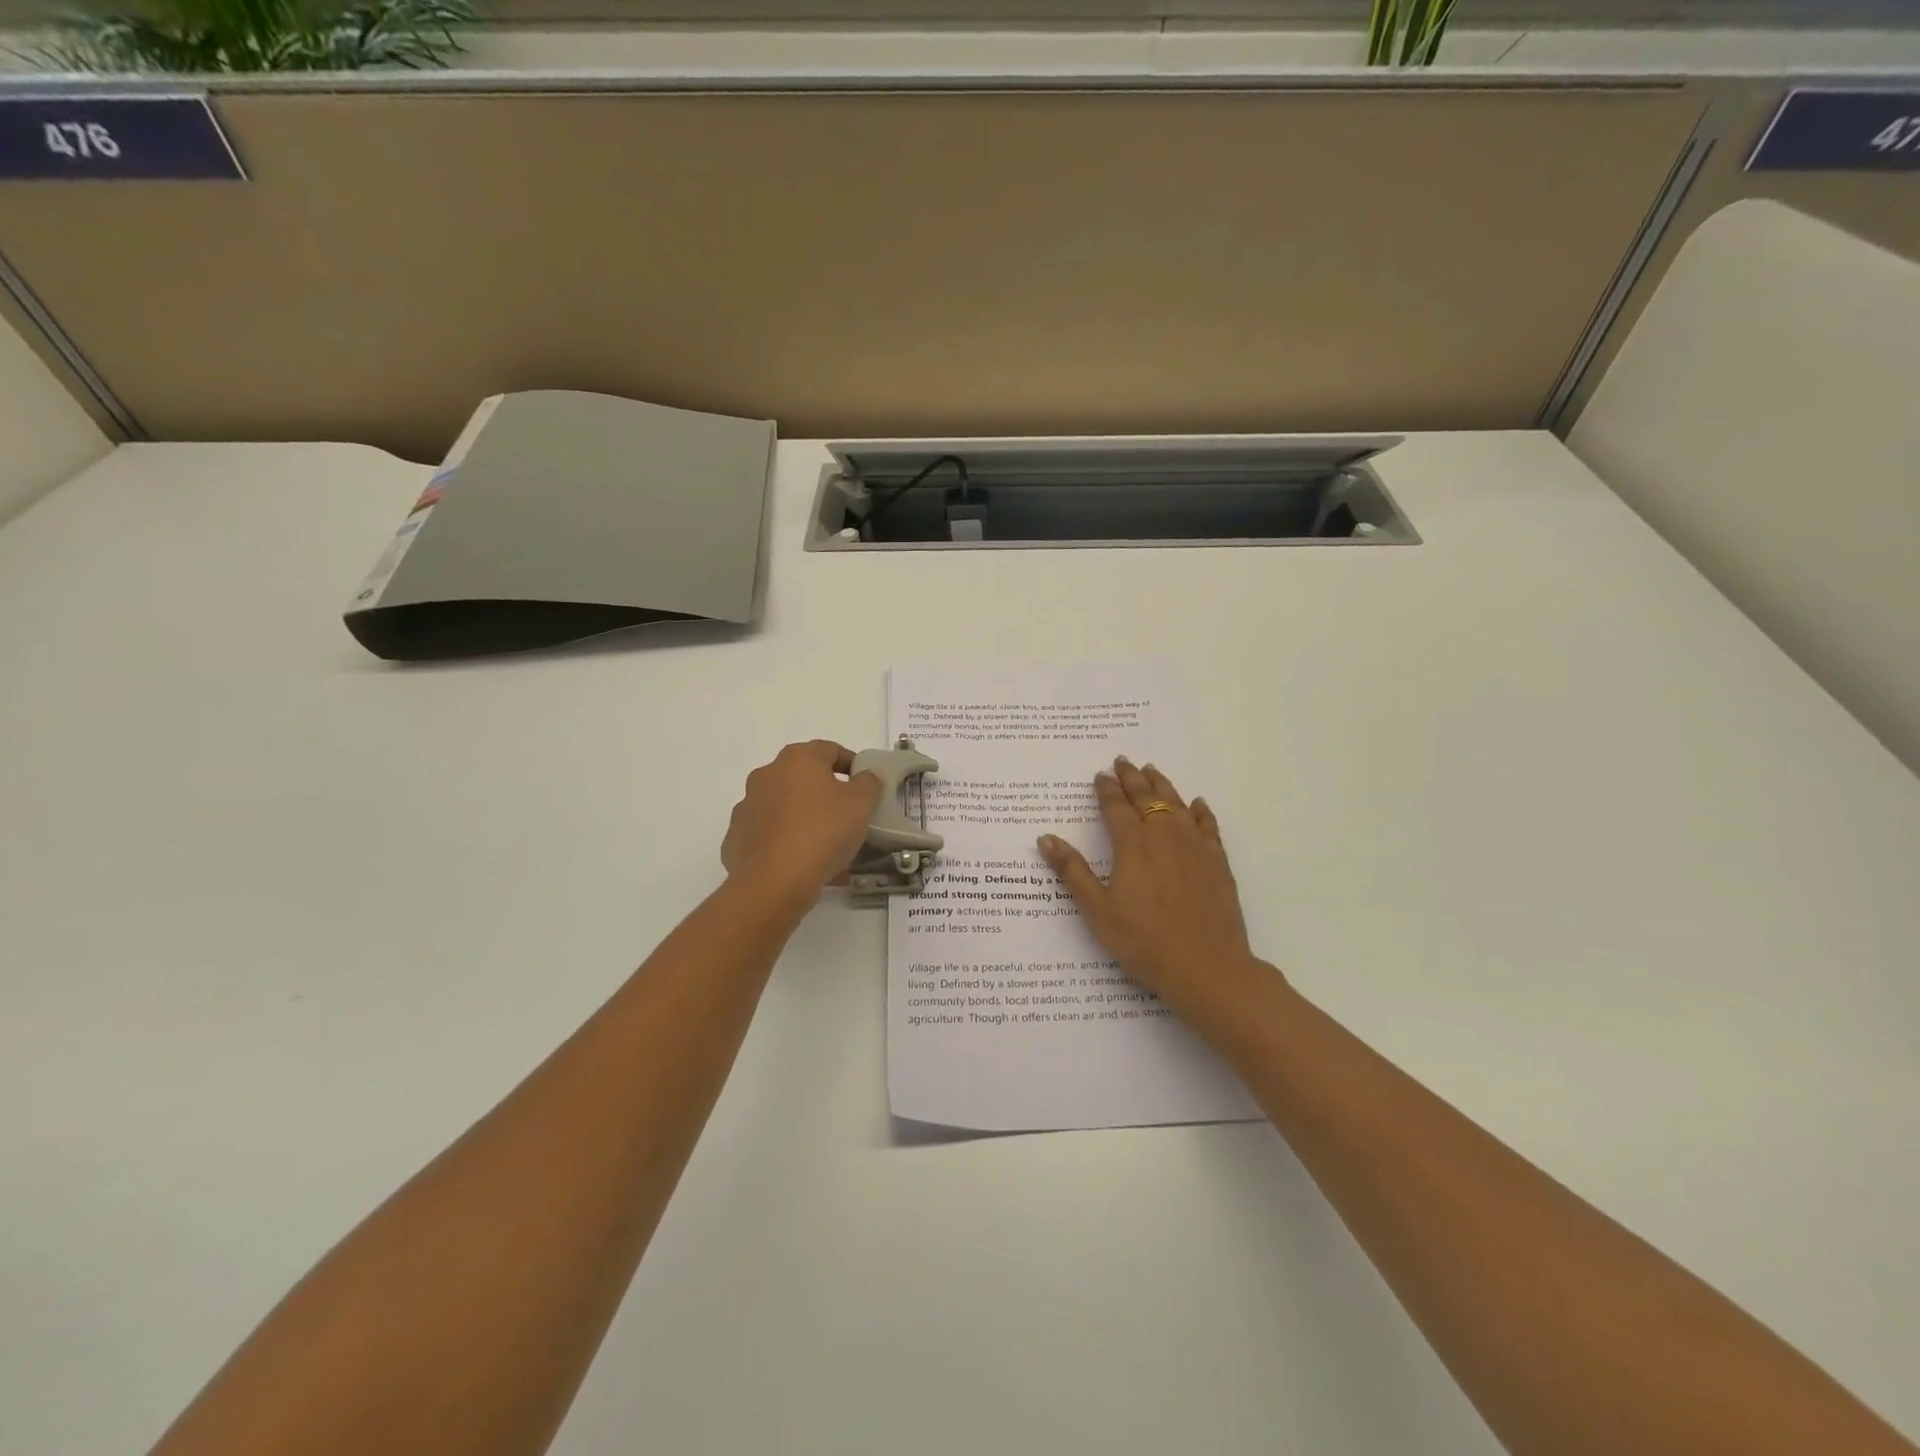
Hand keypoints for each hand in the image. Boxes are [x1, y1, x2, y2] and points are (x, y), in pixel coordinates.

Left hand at [722, 740, 884, 900]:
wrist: (773, 882)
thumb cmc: (822, 831)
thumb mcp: (861, 804)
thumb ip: (869, 783)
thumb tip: (866, 776)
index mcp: (797, 759)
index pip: (830, 750)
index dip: (851, 764)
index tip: (866, 785)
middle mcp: (767, 775)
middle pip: (804, 779)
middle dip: (827, 795)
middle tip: (848, 817)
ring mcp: (748, 807)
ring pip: (786, 809)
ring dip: (807, 821)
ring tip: (830, 849)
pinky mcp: (737, 839)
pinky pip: (771, 836)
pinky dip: (788, 845)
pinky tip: (807, 867)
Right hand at [1037, 758, 1274, 1015]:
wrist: (1207, 967)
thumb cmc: (1144, 942)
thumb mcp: (1098, 910)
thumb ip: (1073, 871)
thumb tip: (1046, 838)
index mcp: (1133, 845)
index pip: (1116, 807)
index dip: (1106, 789)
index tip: (1100, 774)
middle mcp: (1164, 836)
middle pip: (1146, 798)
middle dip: (1132, 778)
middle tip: (1123, 760)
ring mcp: (1195, 846)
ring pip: (1176, 804)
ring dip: (1162, 785)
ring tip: (1152, 770)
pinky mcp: (1217, 862)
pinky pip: (1207, 825)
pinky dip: (1199, 810)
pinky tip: (1196, 804)